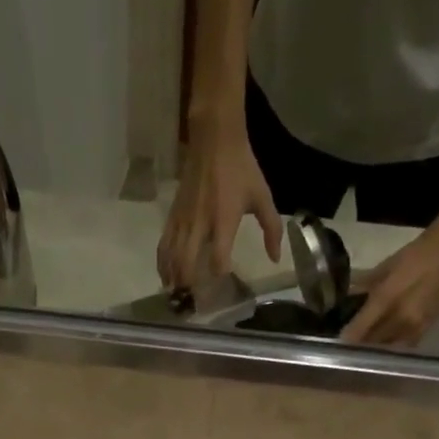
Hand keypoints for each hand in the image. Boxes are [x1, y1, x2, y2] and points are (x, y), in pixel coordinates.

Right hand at [157, 121, 282, 290]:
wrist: (214, 139)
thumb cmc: (242, 168)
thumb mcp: (262, 196)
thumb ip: (271, 229)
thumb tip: (275, 259)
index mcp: (224, 219)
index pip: (218, 257)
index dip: (219, 273)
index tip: (223, 280)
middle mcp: (200, 223)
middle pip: (188, 263)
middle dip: (189, 283)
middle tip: (193, 299)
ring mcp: (183, 220)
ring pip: (172, 257)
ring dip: (173, 278)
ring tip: (176, 294)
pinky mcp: (173, 215)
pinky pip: (164, 244)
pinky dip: (162, 263)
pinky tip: (165, 276)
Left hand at [340, 228, 438, 347]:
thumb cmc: (417, 254)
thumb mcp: (386, 266)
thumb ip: (365, 284)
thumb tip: (348, 296)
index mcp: (385, 300)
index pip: (357, 331)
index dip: (345, 340)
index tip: (336, 343)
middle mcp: (398, 319)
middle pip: (370, 344)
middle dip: (358, 347)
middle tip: (349, 346)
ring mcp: (413, 327)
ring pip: (386, 349)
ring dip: (375, 351)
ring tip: (366, 348)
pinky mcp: (426, 330)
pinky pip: (403, 347)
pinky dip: (392, 348)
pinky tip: (386, 344)